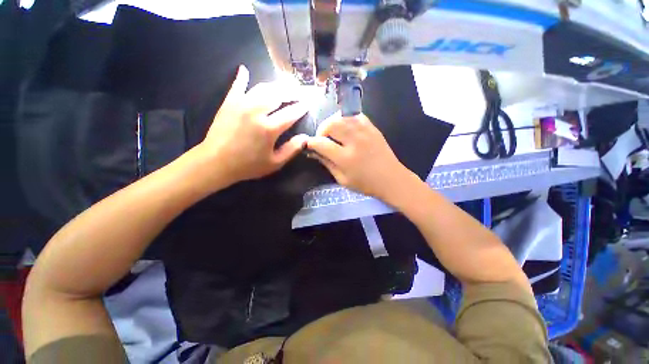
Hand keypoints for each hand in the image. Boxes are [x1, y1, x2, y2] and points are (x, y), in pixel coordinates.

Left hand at [196, 65, 309, 187]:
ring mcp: (241, 104)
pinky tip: (245, 70)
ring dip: (275, 86)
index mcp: (269, 128)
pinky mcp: (228, 103)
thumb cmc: (248, 165)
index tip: (308, 104)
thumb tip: (305, 138)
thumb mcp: (274, 163)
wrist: (216, 162)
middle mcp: (256, 112)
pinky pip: (237, 86)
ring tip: (284, 86)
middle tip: (300, 91)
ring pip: (262, 88)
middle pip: (278, 95)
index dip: (301, 108)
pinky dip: (242, 77)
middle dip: (292, 92)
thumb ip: (291, 150)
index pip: (291, 113)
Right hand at [306, 113, 416, 200]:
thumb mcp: (342, 179)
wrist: (391, 179)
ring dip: (333, 123)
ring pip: (342, 116)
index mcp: (346, 158)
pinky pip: (355, 115)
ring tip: (333, 133)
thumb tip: (313, 151)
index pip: (322, 144)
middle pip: (331, 124)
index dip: (311, 142)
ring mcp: (365, 132)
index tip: (308, 144)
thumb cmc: (365, 184)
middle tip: (323, 139)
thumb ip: (327, 163)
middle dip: (322, 130)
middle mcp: (355, 141)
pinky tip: (346, 128)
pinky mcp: (372, 127)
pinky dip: (346, 119)